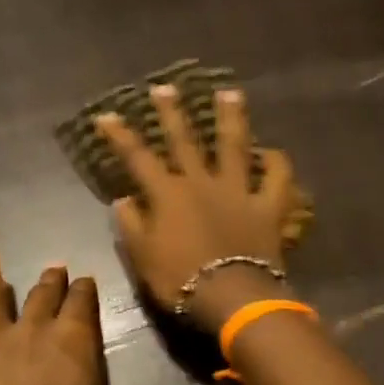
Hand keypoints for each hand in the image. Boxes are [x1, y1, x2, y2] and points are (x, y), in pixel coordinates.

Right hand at [98, 83, 298, 332]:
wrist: (231, 296)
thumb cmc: (180, 280)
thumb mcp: (143, 257)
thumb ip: (131, 225)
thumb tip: (123, 199)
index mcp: (168, 194)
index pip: (138, 158)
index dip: (121, 136)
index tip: (107, 115)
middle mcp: (202, 182)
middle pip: (185, 141)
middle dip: (172, 113)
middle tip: (166, 87)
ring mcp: (238, 190)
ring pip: (234, 146)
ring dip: (231, 118)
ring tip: (230, 93)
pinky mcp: (268, 206)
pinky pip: (277, 180)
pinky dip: (277, 164)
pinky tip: (273, 152)